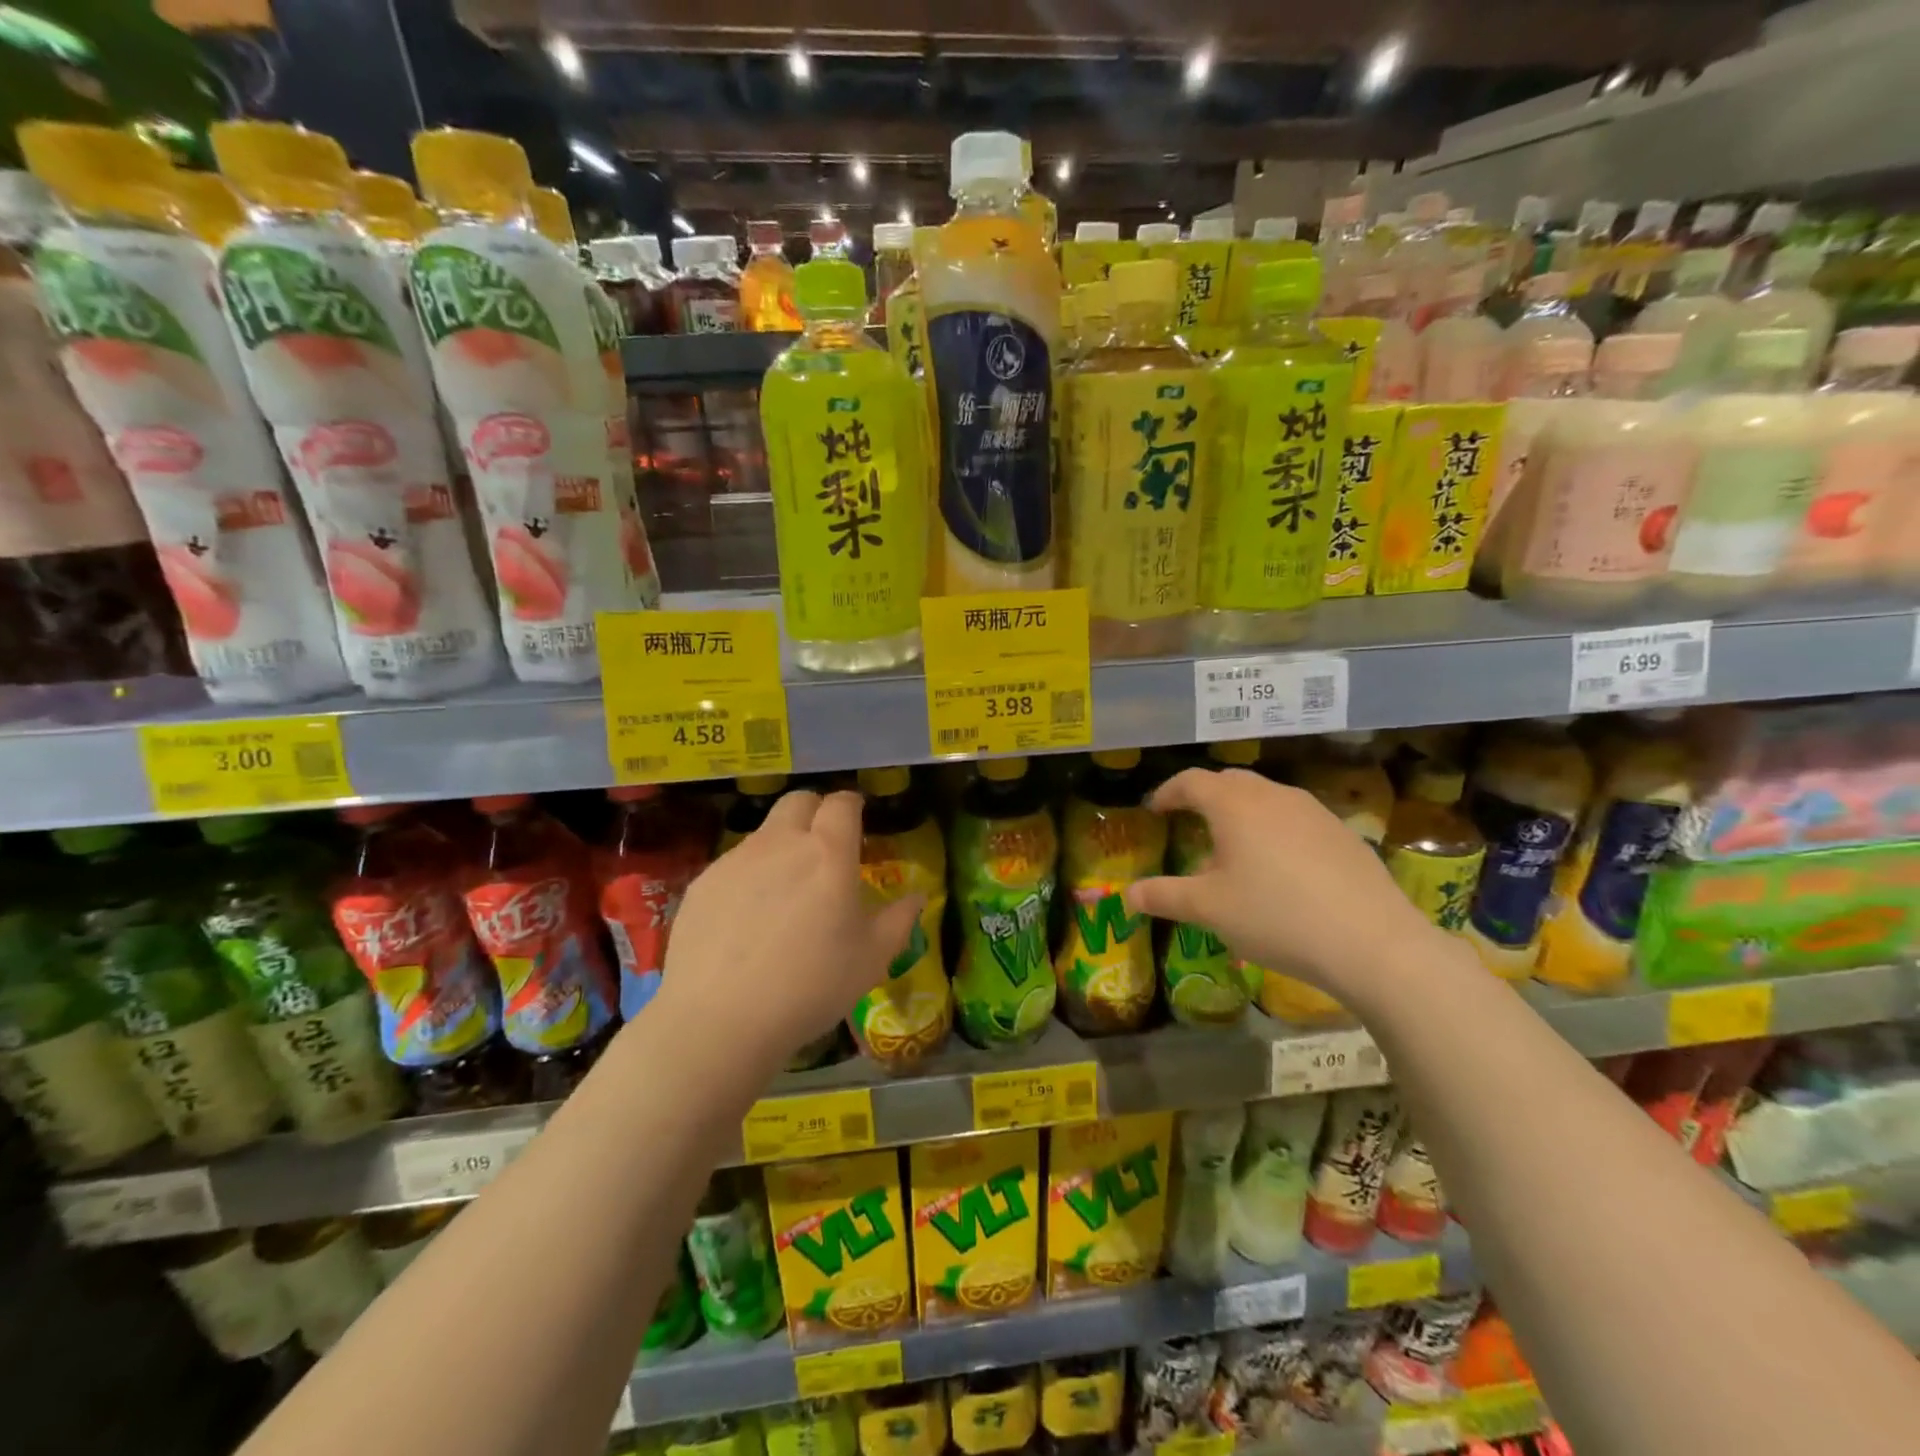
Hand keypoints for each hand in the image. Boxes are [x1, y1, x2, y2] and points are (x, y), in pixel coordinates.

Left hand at [657, 790, 919, 1070]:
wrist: (718, 1020)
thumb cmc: (810, 986)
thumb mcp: (871, 959)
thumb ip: (899, 920)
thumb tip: (916, 896)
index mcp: (828, 852)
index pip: (842, 803)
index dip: (852, 806)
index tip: (859, 821)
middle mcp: (781, 842)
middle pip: (799, 801)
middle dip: (816, 812)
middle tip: (825, 847)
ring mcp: (736, 860)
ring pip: (765, 832)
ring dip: (782, 845)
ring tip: (786, 891)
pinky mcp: (703, 882)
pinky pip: (734, 864)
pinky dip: (750, 875)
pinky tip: (748, 919)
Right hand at [1125, 768, 1439, 1001]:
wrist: (1372, 942)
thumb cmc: (1275, 916)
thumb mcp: (1209, 909)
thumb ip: (1164, 896)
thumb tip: (1128, 894)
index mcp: (1234, 805)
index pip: (1191, 781)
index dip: (1167, 792)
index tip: (1155, 810)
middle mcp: (1274, 796)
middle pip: (1230, 782)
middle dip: (1205, 797)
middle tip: (1191, 823)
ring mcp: (1314, 811)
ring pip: (1266, 798)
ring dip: (1242, 813)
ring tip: (1235, 849)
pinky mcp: (1343, 833)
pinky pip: (1296, 819)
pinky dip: (1275, 830)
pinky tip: (1281, 869)